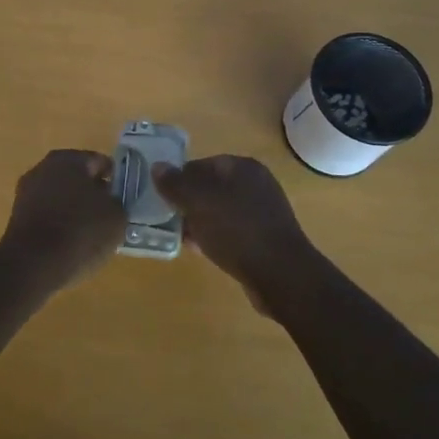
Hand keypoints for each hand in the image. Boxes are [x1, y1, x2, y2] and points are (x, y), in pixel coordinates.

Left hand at [0, 149, 126, 285]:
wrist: (33, 265)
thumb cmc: (80, 231)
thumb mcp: (116, 217)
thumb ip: (116, 203)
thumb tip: (109, 202)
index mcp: (69, 159)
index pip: (100, 162)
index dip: (115, 180)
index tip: (124, 199)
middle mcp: (44, 168)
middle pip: (77, 178)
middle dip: (93, 194)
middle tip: (109, 216)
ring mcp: (26, 192)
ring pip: (61, 197)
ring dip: (75, 210)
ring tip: (92, 234)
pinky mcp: (17, 217)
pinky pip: (47, 216)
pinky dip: (59, 225)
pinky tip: (71, 245)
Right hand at [151, 155, 314, 315]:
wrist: (280, 275)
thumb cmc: (236, 230)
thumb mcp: (198, 202)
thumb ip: (175, 184)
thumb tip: (157, 167)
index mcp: (243, 167)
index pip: (203, 164)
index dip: (181, 178)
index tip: (164, 198)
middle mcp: (256, 184)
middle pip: (212, 188)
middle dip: (189, 202)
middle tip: (169, 218)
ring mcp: (263, 212)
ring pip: (221, 211)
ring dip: (200, 221)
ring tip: (181, 237)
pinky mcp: (265, 238)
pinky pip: (232, 231)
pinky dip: (215, 237)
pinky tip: (201, 251)